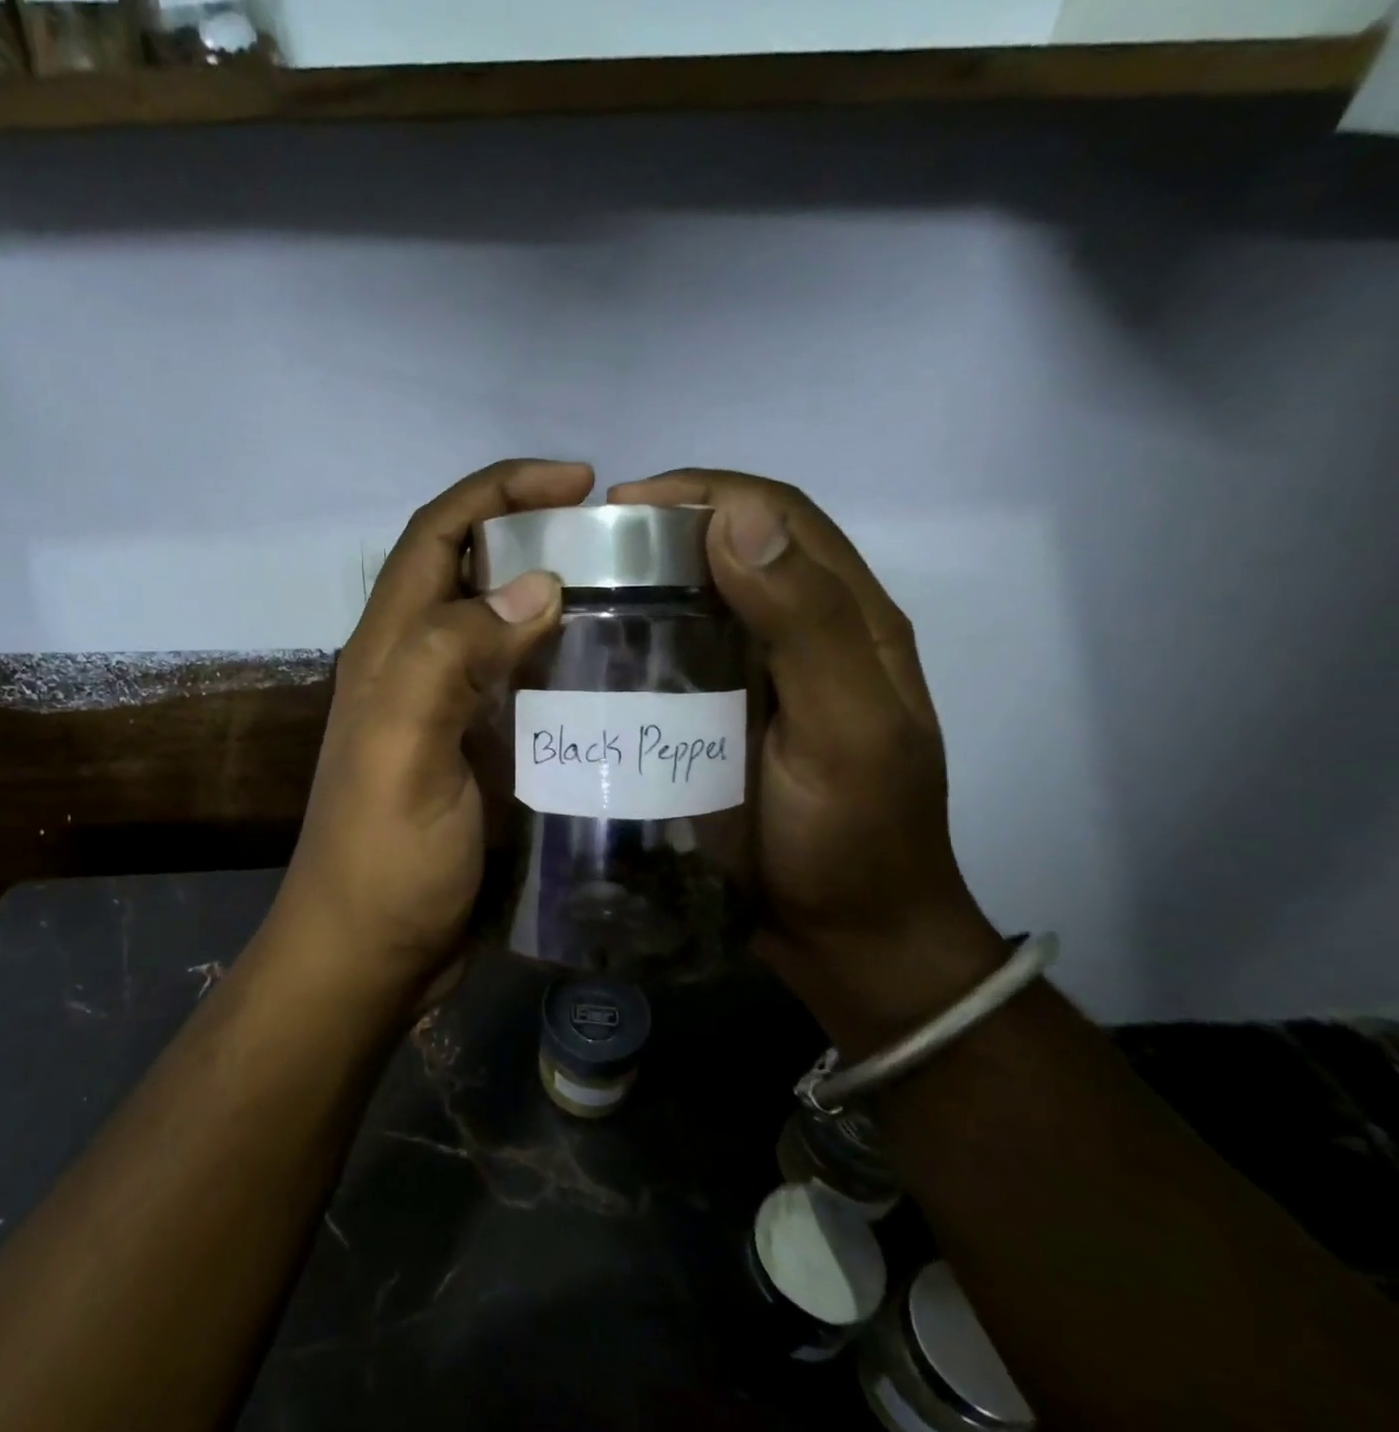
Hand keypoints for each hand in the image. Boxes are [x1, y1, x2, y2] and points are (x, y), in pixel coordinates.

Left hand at [269, 460, 593, 1010]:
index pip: (437, 534)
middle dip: (535, 537)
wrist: (371, 955)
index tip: (578, 483)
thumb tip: (535, 584)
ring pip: (501, 629)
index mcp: (389, 651)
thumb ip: (449, 659)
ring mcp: (444, 713)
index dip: (499, 491)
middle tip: (619, 546)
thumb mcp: (405, 753)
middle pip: (471, 572)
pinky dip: (561, 667)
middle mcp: (412, 667)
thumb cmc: (384, 860)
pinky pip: (520, 688)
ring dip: (555, 603)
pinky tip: (612, 678)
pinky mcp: (474, 755)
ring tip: (632, 602)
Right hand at [610, 470, 1007, 1052]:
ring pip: (703, 602)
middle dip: (665, 530)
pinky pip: (681, 659)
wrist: (847, 940)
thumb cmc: (852, 838)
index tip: (624, 505)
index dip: (706, 491)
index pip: (780, 515)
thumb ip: (806, 623)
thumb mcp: (847, 729)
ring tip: (579, 592)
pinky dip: (642, 640)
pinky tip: (596, 654)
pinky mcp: (727, 718)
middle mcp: (806, 634)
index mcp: (850, 619)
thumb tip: (737, 515)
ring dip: (648, 583)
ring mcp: (763, 679)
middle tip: (586, 549)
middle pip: (736, 548)